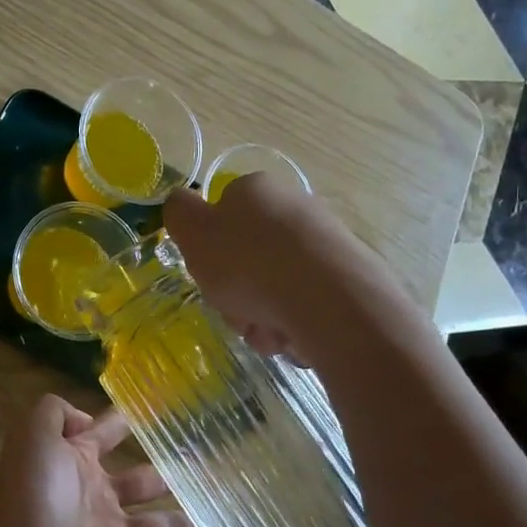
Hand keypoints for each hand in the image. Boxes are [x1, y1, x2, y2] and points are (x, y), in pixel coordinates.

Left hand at [0, 394, 213, 526]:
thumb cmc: (32, 496)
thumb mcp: (34, 435)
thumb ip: (55, 412)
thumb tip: (87, 420)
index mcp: (73, 462)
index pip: (104, 436)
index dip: (125, 422)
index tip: (160, 411)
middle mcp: (94, 496)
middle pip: (140, 481)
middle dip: (169, 472)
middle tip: (210, 463)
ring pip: (158, 523)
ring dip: (187, 516)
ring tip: (227, 506)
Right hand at [161, 172, 369, 358]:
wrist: (328, 299)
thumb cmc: (248, 262)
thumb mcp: (193, 233)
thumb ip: (179, 213)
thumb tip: (182, 203)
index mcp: (255, 191)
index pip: (222, 216)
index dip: (209, 250)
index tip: (208, 275)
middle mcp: (294, 206)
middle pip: (248, 257)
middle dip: (236, 292)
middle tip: (235, 311)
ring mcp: (325, 241)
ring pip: (274, 285)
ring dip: (261, 314)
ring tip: (265, 331)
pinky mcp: (347, 276)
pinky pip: (304, 303)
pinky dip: (291, 323)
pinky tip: (290, 335)